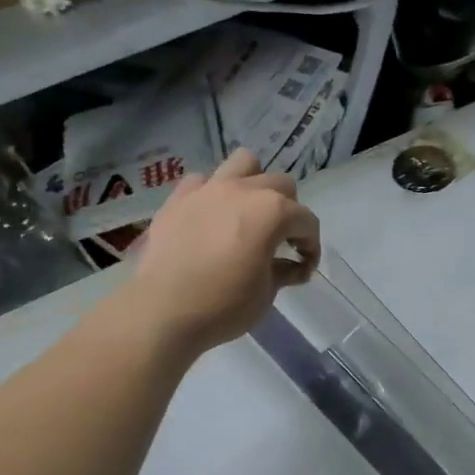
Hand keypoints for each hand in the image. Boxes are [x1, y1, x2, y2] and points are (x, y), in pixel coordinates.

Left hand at [126, 150, 320, 355]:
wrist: (163, 311)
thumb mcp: (267, 293)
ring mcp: (208, 189)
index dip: (312, 245)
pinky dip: (213, 194)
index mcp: (272, 212)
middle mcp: (243, 190)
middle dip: (289, 211)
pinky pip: (203, 181)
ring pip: (244, 163)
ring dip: (254, 184)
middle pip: (281, 184)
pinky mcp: (178, 198)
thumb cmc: (224, 305)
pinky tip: (212, 218)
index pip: (307, 220)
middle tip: (281, 241)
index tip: (305, 267)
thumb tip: (293, 266)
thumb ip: (285, 271)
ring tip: (249, 212)